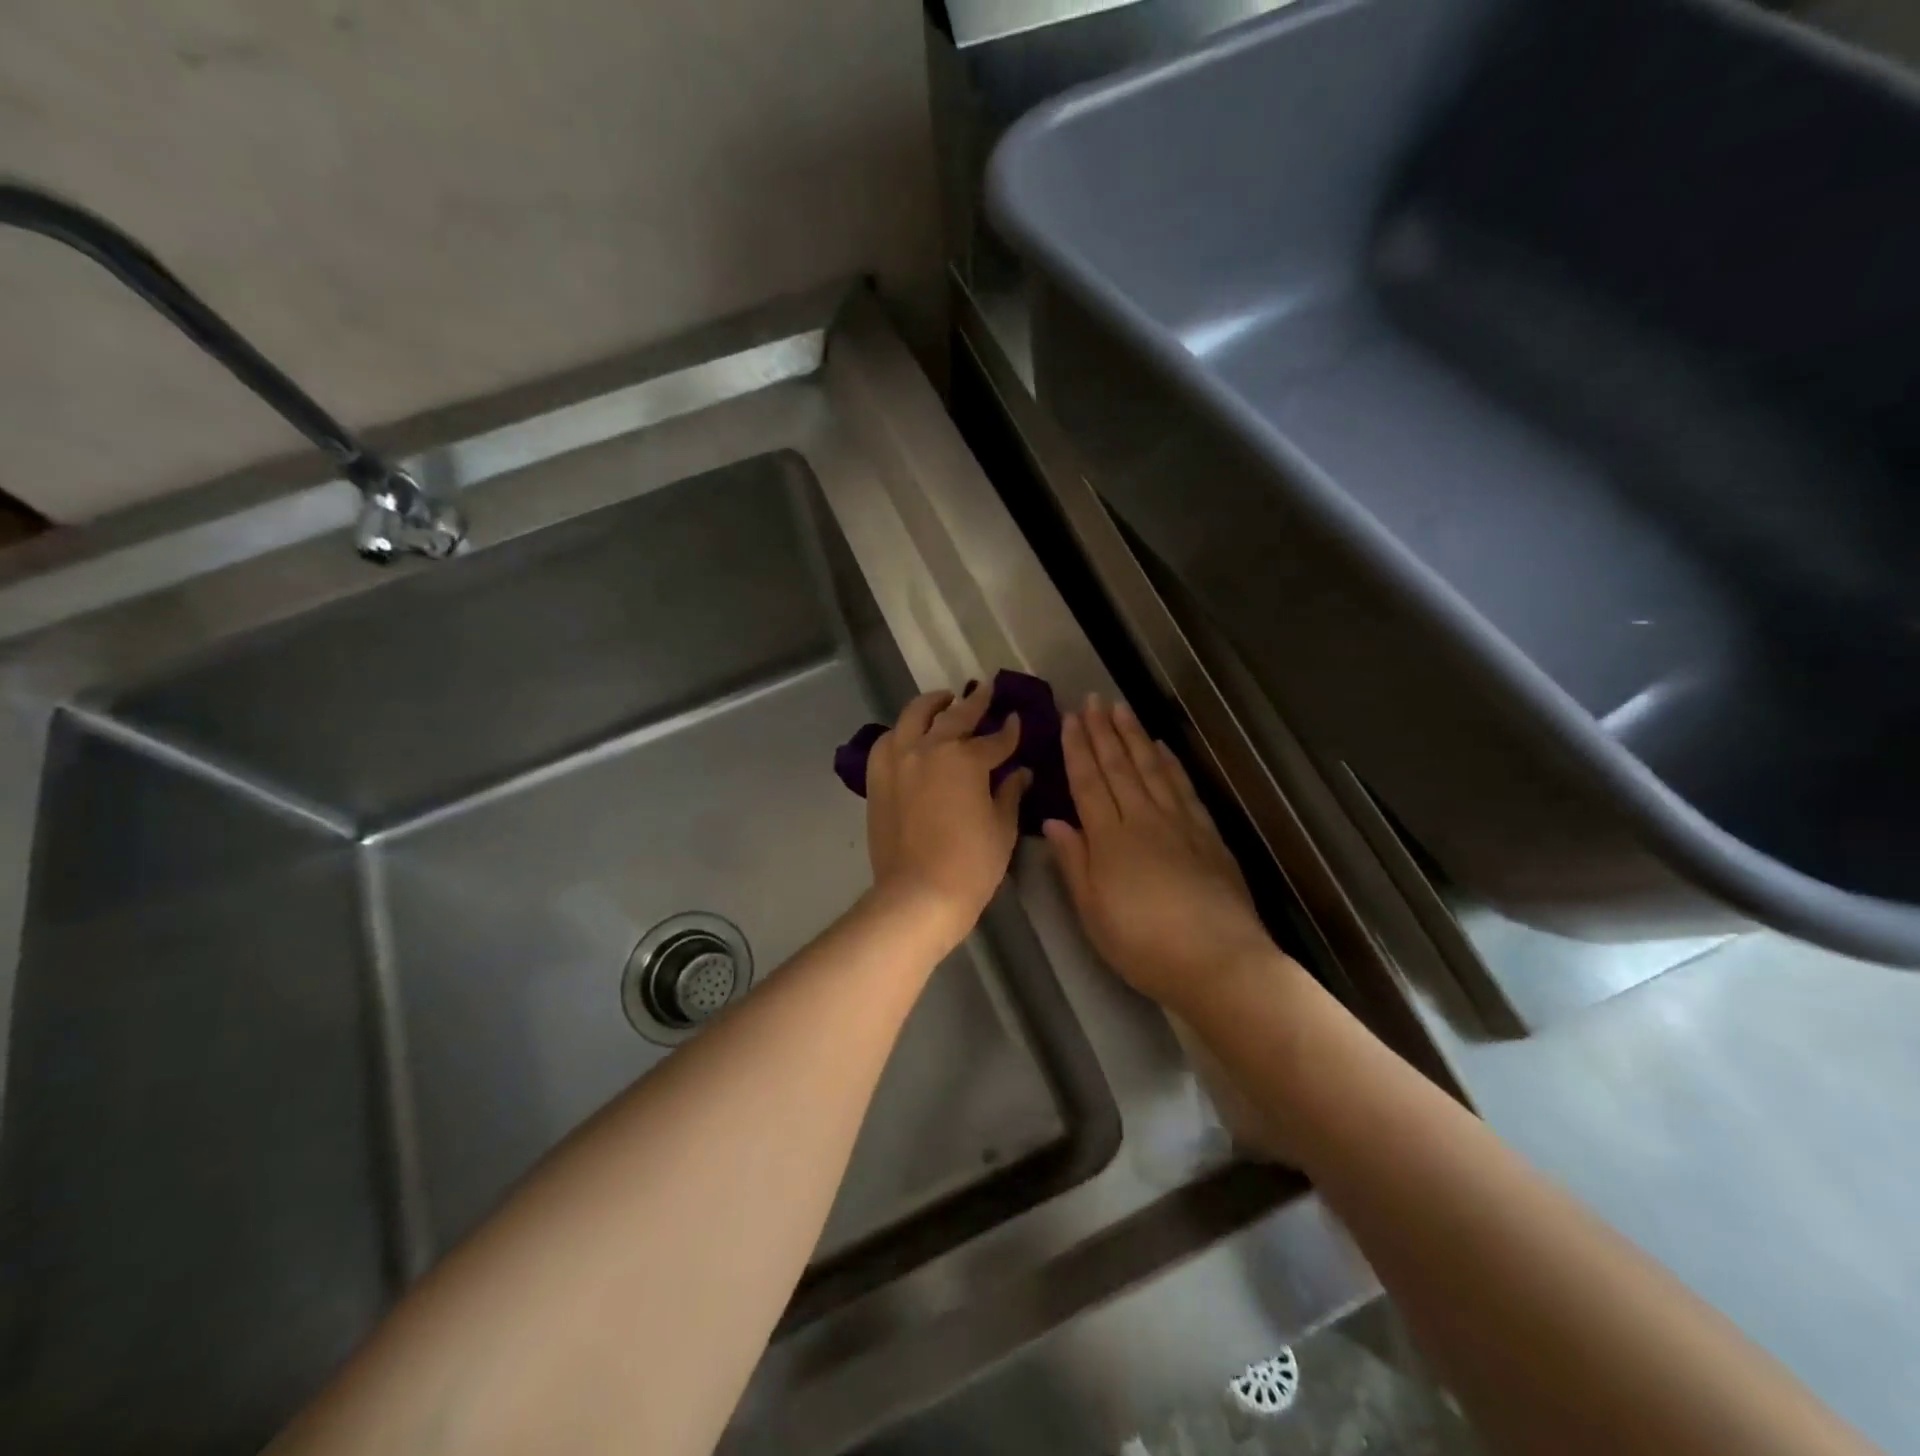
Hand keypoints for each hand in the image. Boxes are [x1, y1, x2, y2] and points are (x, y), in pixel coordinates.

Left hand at [865, 683, 1031, 946]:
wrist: (918, 894)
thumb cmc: (971, 864)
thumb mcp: (1002, 828)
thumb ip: (1010, 793)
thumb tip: (1020, 773)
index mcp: (965, 759)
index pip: (995, 739)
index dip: (1010, 731)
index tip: (1017, 720)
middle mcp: (929, 749)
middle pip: (955, 717)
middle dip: (974, 702)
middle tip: (986, 689)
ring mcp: (899, 761)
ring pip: (913, 717)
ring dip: (932, 705)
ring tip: (943, 701)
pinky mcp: (878, 779)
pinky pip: (886, 742)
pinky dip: (901, 732)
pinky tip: (908, 735)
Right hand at [1044, 696, 1280, 1011]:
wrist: (1219, 961)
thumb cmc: (1144, 945)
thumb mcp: (1093, 914)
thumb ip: (1073, 863)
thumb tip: (1053, 821)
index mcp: (1109, 839)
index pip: (1088, 783)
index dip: (1077, 749)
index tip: (1069, 718)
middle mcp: (1143, 820)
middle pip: (1119, 767)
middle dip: (1103, 731)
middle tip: (1092, 699)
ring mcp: (1180, 823)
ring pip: (1152, 769)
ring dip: (1134, 736)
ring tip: (1121, 709)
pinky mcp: (1208, 834)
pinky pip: (1184, 788)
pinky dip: (1171, 763)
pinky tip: (1162, 748)